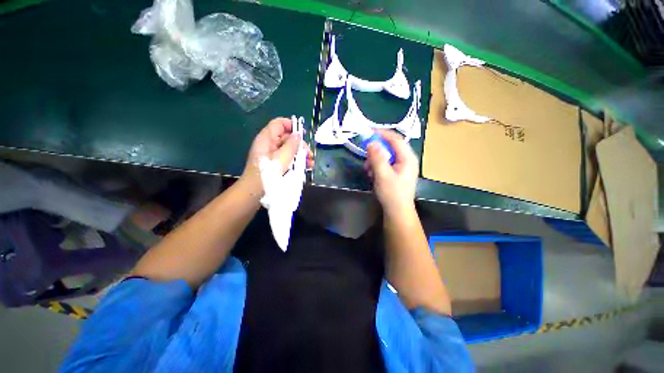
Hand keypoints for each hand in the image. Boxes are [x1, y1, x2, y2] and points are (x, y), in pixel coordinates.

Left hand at [241, 117, 313, 196]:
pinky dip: (296, 162)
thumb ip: (292, 144)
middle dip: (300, 145)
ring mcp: (272, 155)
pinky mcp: (275, 165)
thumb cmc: (269, 172)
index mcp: (267, 138)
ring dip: (301, 155)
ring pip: (289, 150)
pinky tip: (306, 168)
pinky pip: (287, 159)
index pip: (279, 123)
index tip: (303, 133)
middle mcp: (269, 144)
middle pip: (287, 138)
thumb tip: (298, 135)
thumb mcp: (283, 157)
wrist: (256, 191)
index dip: (291, 125)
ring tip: (310, 164)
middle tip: (309, 155)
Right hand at [364, 130, 417, 215]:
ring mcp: (401, 167)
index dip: (382, 134)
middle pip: (390, 147)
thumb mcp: (383, 175)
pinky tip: (371, 175)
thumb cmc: (392, 194)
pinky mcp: (396, 173)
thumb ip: (377, 158)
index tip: (368, 132)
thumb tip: (371, 142)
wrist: (397, 212)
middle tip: (366, 157)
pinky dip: (377, 167)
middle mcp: (406, 160)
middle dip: (376, 152)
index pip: (395, 139)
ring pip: (386, 156)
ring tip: (367, 170)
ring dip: (374, 161)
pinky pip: (385, 164)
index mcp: (407, 158)